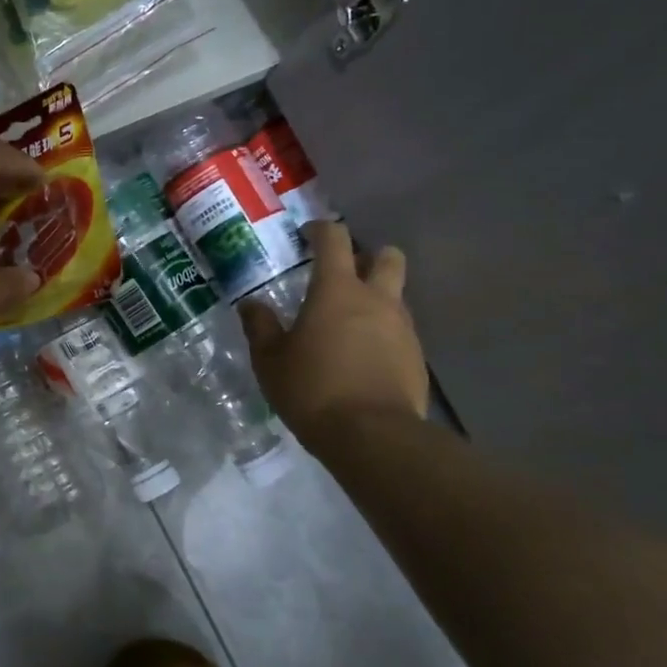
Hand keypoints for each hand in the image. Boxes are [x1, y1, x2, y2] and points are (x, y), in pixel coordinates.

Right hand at [240, 221, 428, 438]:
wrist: (373, 437)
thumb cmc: (313, 389)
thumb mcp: (270, 360)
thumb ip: (260, 327)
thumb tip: (250, 305)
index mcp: (337, 290)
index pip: (334, 239)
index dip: (320, 230)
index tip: (306, 236)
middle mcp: (377, 299)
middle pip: (387, 256)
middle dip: (367, 257)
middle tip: (340, 275)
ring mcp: (402, 328)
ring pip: (395, 295)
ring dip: (375, 297)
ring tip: (346, 323)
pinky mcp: (416, 357)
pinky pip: (399, 330)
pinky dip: (382, 332)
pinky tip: (361, 357)